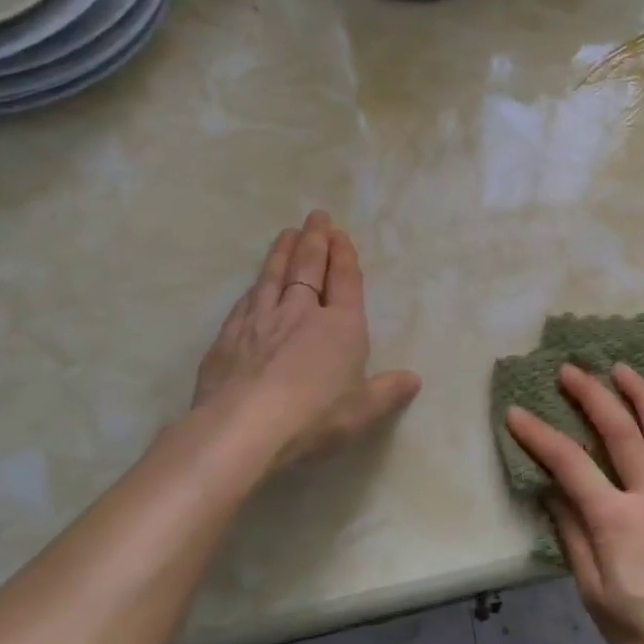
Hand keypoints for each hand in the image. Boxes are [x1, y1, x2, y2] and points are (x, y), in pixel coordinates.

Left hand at [193, 211, 420, 479]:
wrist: (244, 426)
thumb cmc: (315, 416)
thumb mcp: (363, 410)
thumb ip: (387, 391)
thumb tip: (414, 380)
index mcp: (341, 326)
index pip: (345, 281)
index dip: (345, 257)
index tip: (340, 234)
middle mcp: (301, 313)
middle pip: (309, 268)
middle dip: (315, 241)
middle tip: (316, 217)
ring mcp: (261, 321)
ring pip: (273, 276)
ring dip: (282, 252)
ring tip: (287, 233)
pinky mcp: (229, 336)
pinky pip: (246, 300)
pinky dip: (254, 285)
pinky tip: (254, 282)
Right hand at [505, 363, 643, 643]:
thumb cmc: (639, 632)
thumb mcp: (592, 591)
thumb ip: (572, 533)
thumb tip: (551, 488)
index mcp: (617, 520)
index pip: (570, 464)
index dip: (540, 435)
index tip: (517, 412)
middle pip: (620, 432)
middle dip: (592, 395)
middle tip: (570, 370)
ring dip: (643, 396)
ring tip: (622, 369)